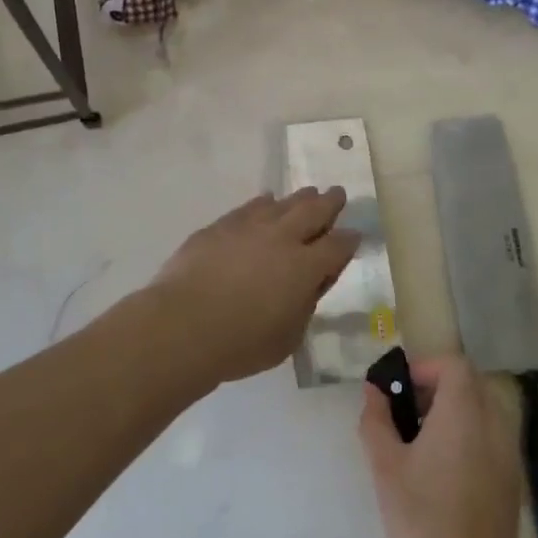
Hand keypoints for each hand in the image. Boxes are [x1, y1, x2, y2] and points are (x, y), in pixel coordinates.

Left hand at [147, 188, 359, 385]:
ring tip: (308, 194)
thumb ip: (304, 306)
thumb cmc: (241, 343)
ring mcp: (249, 227)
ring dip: (299, 198)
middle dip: (330, 202)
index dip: (349, 240)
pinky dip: (263, 203)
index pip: (338, 245)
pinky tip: (265, 202)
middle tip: (338, 194)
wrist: (182, 325)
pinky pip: (250, 207)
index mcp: (306, 267)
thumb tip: (307, 286)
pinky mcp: (220, 226)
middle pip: (314, 211)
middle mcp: (282, 238)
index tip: (354, 236)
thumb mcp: (288, 337)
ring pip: (283, 203)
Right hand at [359, 354, 524, 537]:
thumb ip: (377, 419)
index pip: (454, 365)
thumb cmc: (420, 521)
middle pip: (471, 383)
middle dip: (438, 387)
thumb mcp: (385, 467)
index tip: (400, 389)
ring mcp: (508, 454)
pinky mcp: (512, 481)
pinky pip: (492, 438)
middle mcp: (494, 425)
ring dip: (455, 411)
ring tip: (422, 442)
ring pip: (484, 410)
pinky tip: (444, 471)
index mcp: (464, 415)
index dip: (426, 367)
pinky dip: (469, 435)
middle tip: (408, 413)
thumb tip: (374, 390)